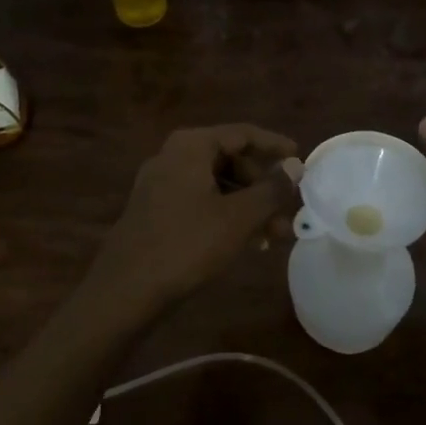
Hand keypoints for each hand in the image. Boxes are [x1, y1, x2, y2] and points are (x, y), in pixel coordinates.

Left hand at [90, 125, 303, 313]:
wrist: (125, 291)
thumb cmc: (187, 245)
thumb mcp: (239, 217)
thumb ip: (271, 189)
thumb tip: (295, 167)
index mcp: (191, 146)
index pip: (242, 134)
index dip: (274, 145)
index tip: (300, 158)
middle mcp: (172, 156)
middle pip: (229, 159)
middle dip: (262, 187)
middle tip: (287, 213)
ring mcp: (159, 184)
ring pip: (216, 185)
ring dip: (247, 206)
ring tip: (272, 238)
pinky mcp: (154, 211)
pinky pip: (199, 202)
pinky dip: (225, 215)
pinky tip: (244, 242)